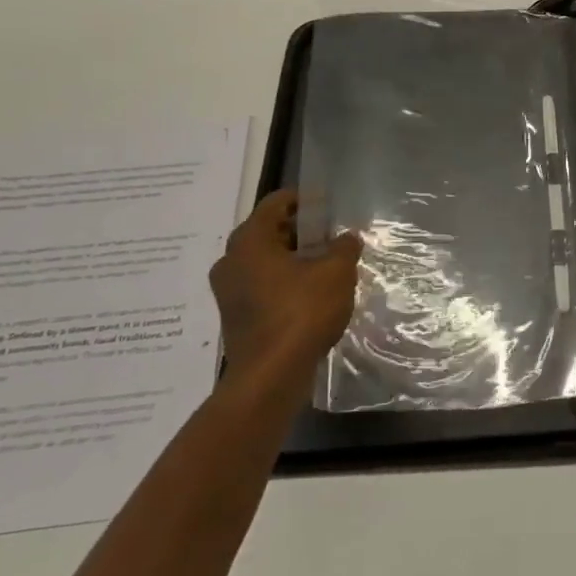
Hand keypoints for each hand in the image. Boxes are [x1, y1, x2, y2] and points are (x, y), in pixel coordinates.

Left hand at [208, 190, 361, 397]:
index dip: (304, 199)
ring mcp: (229, 291)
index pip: (276, 203)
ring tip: (327, 266)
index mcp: (249, 241)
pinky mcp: (236, 316)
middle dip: (302, 232)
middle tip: (332, 237)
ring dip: (294, 260)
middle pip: (269, 232)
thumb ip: (343, 248)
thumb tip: (346, 238)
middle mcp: (231, 261)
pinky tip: (312, 295)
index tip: (328, 206)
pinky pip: (263, 286)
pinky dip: (285, 283)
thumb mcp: (336, 272)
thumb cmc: (302, 312)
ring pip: (265, 262)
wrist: (271, 375)